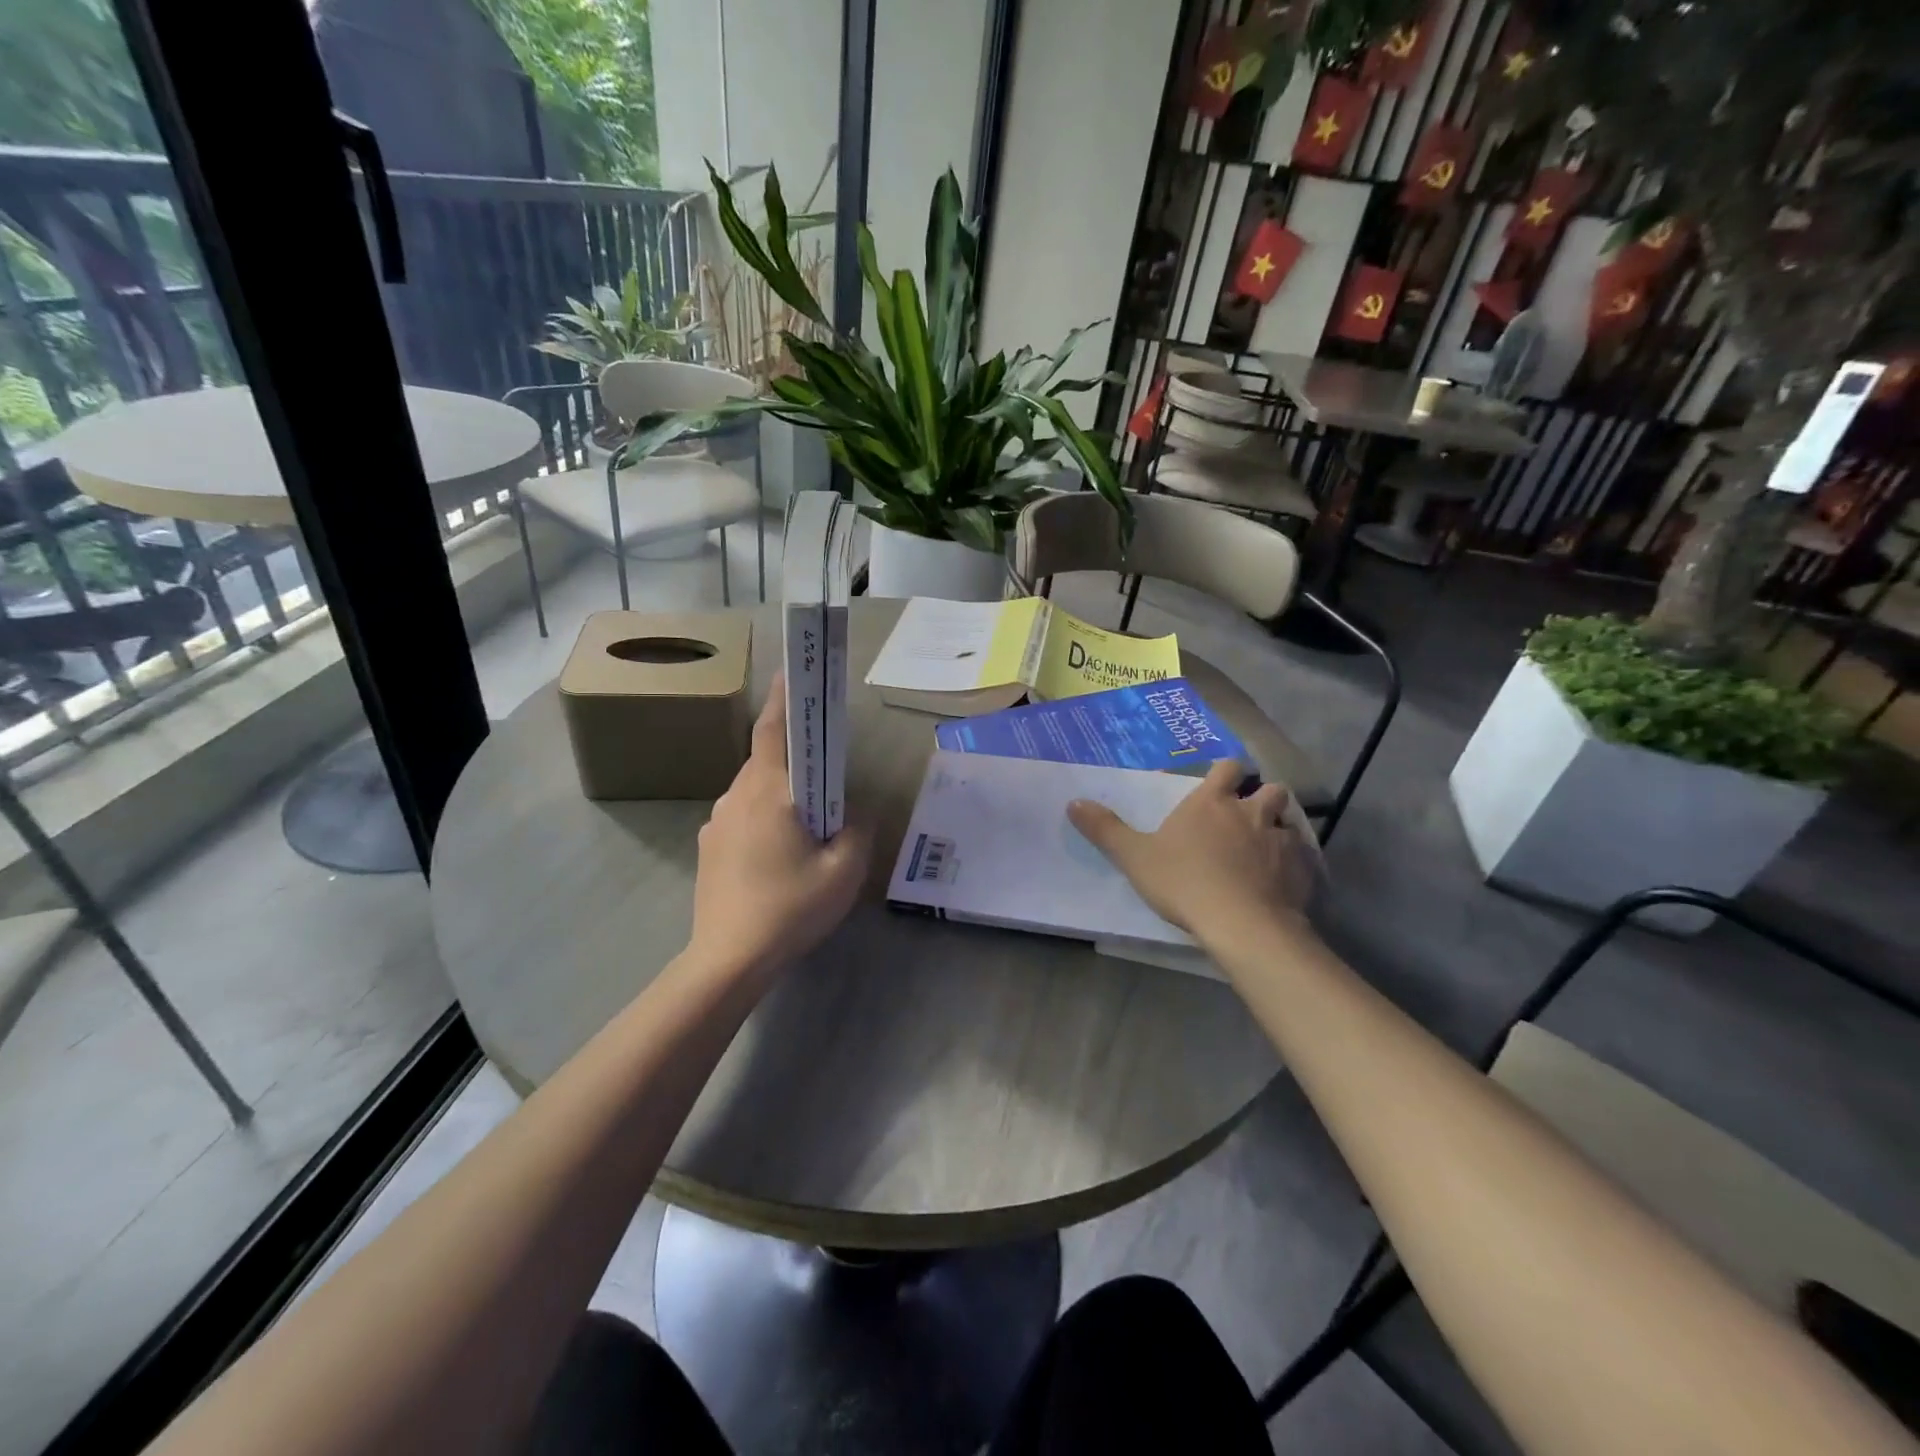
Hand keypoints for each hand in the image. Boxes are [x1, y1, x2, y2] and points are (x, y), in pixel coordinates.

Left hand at [690, 677, 870, 980]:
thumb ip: (858, 829)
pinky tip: (780, 857)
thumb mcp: (844, 870)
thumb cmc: (790, 908)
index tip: (792, 673)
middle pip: (767, 762)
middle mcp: (735, 797)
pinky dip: (764, 821)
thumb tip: (853, 811)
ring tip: (807, 827)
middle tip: (826, 777)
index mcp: (768, 792)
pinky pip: (742, 818)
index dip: (784, 699)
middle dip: (796, 761)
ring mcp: (716, 822)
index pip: (774, 730)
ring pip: (754, 792)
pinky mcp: (708, 848)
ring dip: (781, 795)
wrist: (728, 961)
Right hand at [1067, 760, 1315, 936]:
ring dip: (1281, 828)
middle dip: (1262, 797)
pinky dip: (1298, 864)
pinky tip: (1286, 881)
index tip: (1221, 783)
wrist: (1241, 922)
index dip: (1226, 773)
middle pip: (1270, 789)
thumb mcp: (1134, 856)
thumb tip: (1073, 802)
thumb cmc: (1184, 882)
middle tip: (1248, 817)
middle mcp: (1251, 812)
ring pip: (1290, 821)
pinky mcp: (1303, 869)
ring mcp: (1282, 839)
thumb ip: (1105, 829)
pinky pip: (1305, 858)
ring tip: (1268, 848)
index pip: (1228, 768)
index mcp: (1211, 801)